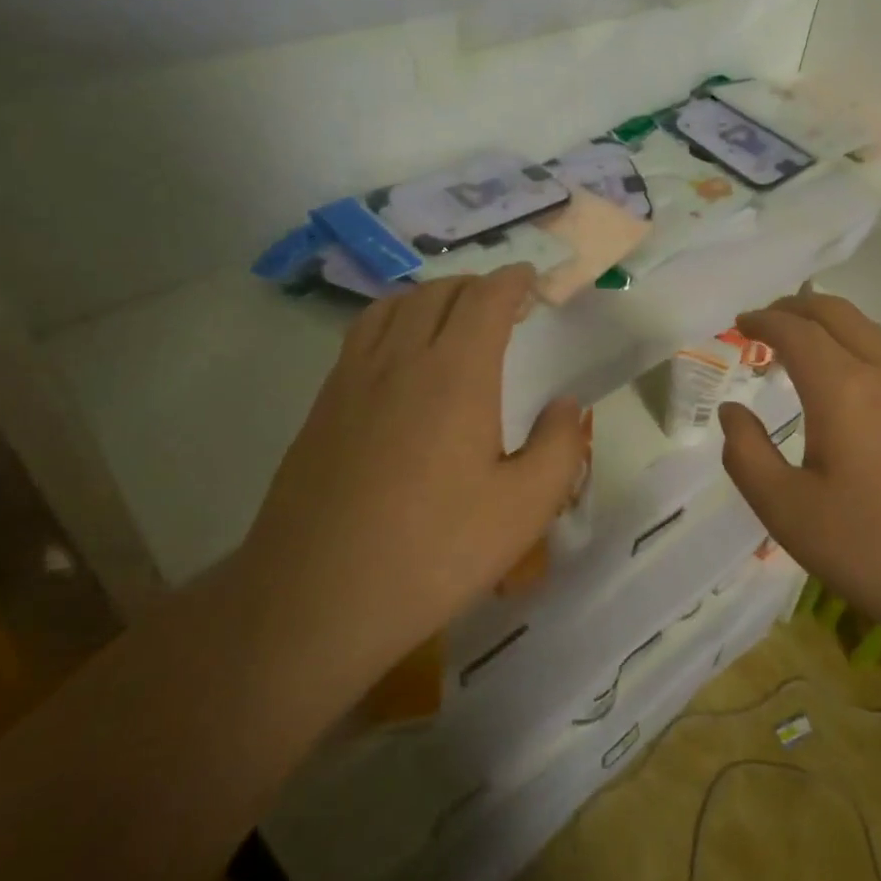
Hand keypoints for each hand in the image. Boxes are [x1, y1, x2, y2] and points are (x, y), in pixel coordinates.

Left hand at [240, 266, 583, 682]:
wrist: (314, 600)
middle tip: (503, 302)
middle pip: (438, 293)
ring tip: (452, 314)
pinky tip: (400, 355)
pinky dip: (392, 320)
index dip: (513, 281)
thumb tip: (565, 406)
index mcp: (456, 374)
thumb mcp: (525, 509)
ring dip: (430, 296)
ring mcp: (352, 381)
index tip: (532, 279)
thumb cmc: (434, 553)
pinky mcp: (322, 408)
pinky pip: (362, 336)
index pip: (486, 299)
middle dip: (476, 285)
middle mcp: (401, 361)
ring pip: (393, 307)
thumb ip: (559, 447)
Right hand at [718, 291, 880, 653]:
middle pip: (837, 314)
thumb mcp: (788, 512)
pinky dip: (859, 342)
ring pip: (871, 329)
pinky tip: (853, 376)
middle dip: (796, 308)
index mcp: (843, 389)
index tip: (739, 323)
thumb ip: (747, 455)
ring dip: (831, 321)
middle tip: (766, 321)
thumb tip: (731, 411)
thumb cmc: (875, 549)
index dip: (764, 321)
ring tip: (804, 339)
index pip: (796, 332)